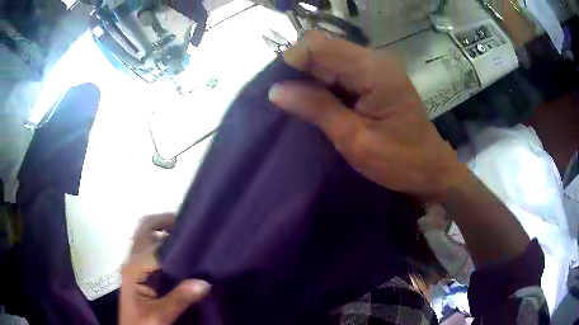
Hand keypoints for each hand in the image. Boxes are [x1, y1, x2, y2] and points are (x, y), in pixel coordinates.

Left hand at [120, 213, 210, 324]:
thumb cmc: (141, 324)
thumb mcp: (161, 315)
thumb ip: (180, 298)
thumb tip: (205, 281)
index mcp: (134, 269)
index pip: (155, 247)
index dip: (175, 240)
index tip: (196, 235)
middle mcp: (132, 261)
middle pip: (144, 230)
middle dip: (164, 222)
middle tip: (189, 224)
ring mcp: (136, 266)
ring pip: (147, 238)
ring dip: (164, 231)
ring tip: (187, 235)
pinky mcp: (141, 272)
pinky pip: (152, 250)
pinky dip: (165, 244)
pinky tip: (181, 252)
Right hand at [269, 32, 466, 201]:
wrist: (431, 168)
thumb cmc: (399, 161)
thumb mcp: (355, 139)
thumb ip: (317, 108)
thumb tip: (276, 90)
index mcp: (374, 71)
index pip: (321, 47)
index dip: (294, 61)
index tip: (280, 89)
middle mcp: (376, 59)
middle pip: (325, 47)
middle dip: (302, 68)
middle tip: (290, 100)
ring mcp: (378, 66)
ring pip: (331, 57)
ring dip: (312, 76)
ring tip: (303, 103)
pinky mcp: (377, 77)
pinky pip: (342, 69)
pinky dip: (326, 81)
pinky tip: (321, 101)